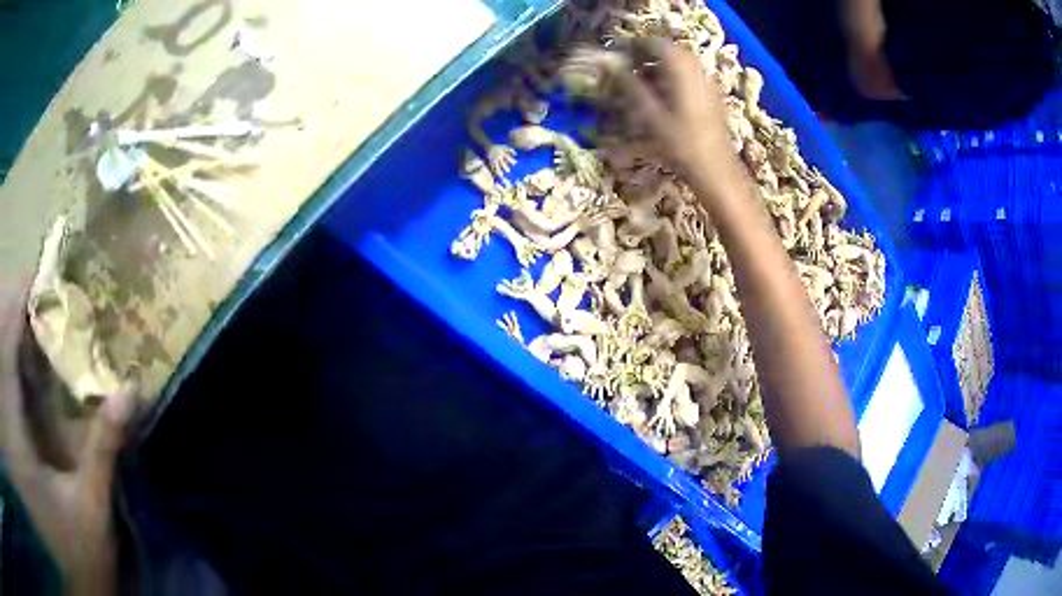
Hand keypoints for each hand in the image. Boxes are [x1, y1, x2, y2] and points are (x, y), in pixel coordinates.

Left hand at [0, 288, 137, 595]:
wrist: (76, 585)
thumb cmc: (77, 562)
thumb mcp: (92, 517)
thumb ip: (103, 453)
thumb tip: (131, 393)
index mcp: (13, 423)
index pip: (6, 329)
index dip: (22, 293)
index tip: (46, 276)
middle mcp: (6, 409)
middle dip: (15, 304)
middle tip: (43, 302)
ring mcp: (8, 419)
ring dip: (10, 329)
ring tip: (33, 330)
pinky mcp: (10, 430)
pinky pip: (2, 376)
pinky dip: (8, 361)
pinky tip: (22, 372)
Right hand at [605, 39, 740, 182]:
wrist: (717, 172)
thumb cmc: (682, 146)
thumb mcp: (651, 115)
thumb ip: (629, 85)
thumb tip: (607, 62)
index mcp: (683, 71)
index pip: (656, 44)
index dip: (635, 46)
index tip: (617, 54)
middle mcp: (698, 72)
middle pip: (670, 53)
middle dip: (647, 57)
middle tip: (627, 69)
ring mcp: (708, 84)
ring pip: (681, 65)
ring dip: (659, 69)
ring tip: (640, 84)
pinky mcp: (712, 98)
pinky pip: (690, 78)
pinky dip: (672, 81)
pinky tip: (662, 98)